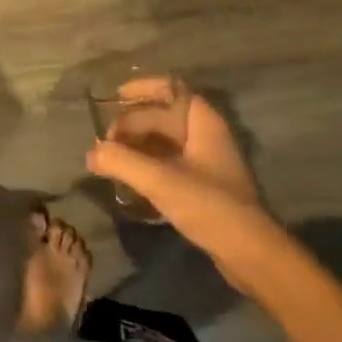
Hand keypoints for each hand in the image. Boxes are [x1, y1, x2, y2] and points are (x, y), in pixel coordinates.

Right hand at [86, 93, 279, 264]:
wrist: (250, 254)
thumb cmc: (210, 206)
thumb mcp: (161, 181)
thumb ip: (122, 162)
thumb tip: (91, 153)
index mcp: (203, 123)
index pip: (173, 89)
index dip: (144, 88)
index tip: (116, 96)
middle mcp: (205, 136)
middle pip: (163, 116)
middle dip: (132, 123)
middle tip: (104, 141)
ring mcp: (205, 162)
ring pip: (164, 141)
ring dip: (136, 145)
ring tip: (108, 158)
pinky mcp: (202, 187)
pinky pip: (167, 163)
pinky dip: (146, 164)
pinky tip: (127, 178)